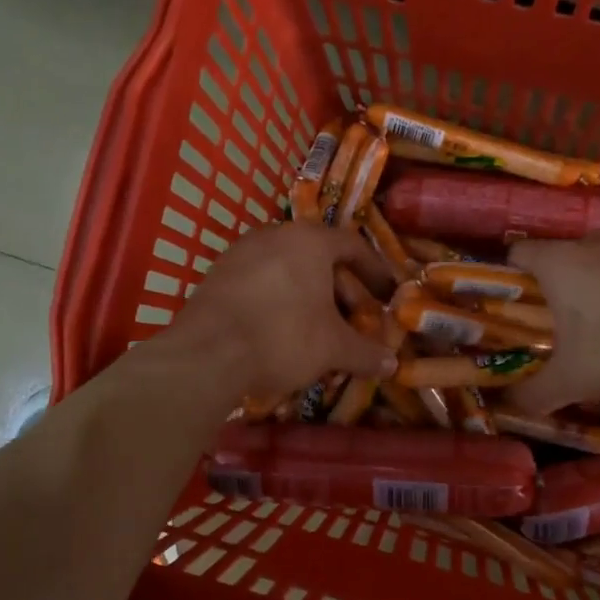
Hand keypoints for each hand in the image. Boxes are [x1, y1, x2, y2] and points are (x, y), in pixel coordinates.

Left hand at [169, 222, 394, 401]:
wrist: (207, 354)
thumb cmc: (283, 337)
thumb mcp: (333, 348)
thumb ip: (365, 352)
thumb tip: (392, 364)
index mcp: (309, 240)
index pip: (352, 245)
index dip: (374, 270)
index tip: (386, 293)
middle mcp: (274, 235)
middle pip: (318, 256)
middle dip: (341, 289)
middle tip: (354, 318)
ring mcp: (240, 253)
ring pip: (287, 269)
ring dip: (309, 295)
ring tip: (319, 328)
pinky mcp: (216, 276)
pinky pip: (260, 282)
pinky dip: (278, 300)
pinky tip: (281, 330)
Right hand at [506, 236, 599, 413]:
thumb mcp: (571, 382)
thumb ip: (533, 394)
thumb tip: (509, 405)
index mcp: (559, 263)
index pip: (518, 253)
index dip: (511, 275)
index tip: (515, 304)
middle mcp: (594, 241)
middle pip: (561, 255)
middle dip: (556, 283)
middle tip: (559, 321)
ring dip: (597, 279)